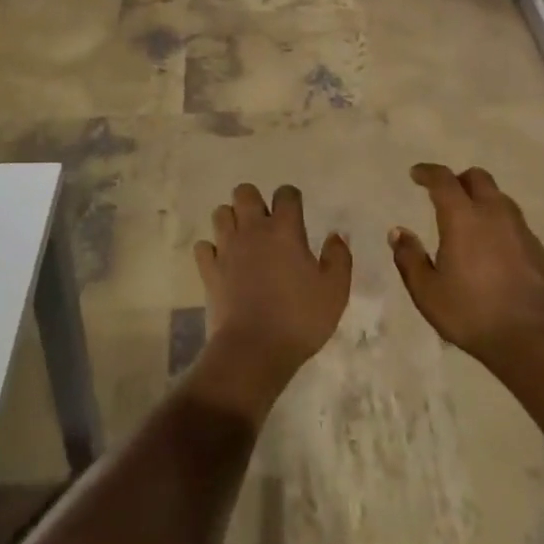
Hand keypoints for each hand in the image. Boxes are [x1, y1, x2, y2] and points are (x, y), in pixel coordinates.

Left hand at [191, 183, 351, 420]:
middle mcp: (253, 229)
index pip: (286, 193)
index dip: (291, 199)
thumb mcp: (335, 291)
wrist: (253, 351)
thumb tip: (335, 235)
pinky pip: (204, 247)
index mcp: (284, 229)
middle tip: (265, 225)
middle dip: (254, 201)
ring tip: (243, 241)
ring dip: (231, 221)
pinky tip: (222, 263)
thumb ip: (339, 258)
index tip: (296, 214)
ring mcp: (227, 248)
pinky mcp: (208, 270)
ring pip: (221, 213)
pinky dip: (211, 250)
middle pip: (244, 192)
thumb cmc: (299, 319)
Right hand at [390, 162, 543, 372]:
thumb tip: (397, 232)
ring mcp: (520, 228)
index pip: (443, 180)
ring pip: (499, 197)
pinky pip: (514, 221)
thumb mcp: (427, 292)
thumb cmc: (472, 313)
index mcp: (463, 217)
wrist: (534, 338)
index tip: (416, 174)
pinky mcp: (537, 247)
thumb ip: (410, 258)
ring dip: (482, 199)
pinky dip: (499, 222)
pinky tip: (494, 247)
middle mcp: (493, 213)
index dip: (427, 172)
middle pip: (477, 178)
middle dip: (459, 180)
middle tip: (445, 195)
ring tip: (470, 221)